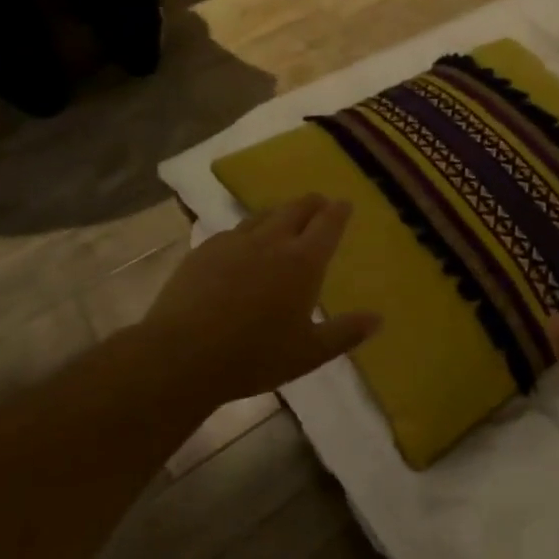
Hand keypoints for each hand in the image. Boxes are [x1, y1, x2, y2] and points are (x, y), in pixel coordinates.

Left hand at [129, 195, 378, 419]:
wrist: (181, 355)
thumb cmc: (254, 356)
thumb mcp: (309, 353)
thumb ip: (345, 333)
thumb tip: (377, 318)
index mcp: (303, 262)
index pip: (327, 224)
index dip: (338, 212)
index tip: (345, 203)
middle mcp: (271, 242)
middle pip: (296, 209)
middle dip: (312, 203)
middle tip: (319, 203)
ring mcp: (234, 243)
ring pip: (263, 215)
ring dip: (280, 212)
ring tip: (284, 216)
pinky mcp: (204, 251)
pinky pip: (234, 231)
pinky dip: (248, 231)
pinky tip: (243, 243)